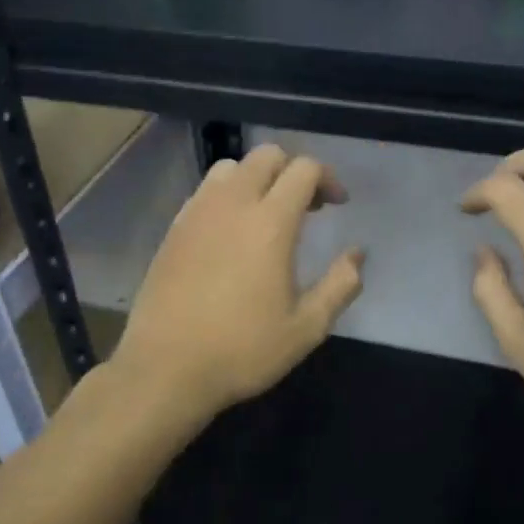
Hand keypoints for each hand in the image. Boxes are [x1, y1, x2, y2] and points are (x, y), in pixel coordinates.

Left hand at [111, 143, 363, 422]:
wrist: (166, 368)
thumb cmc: (242, 350)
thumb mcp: (306, 327)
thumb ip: (340, 285)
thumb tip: (357, 255)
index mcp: (270, 222)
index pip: (303, 169)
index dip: (327, 178)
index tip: (338, 205)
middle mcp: (232, 204)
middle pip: (267, 155)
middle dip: (293, 170)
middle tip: (307, 206)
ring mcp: (197, 213)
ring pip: (232, 167)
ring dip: (257, 179)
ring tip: (267, 214)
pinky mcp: (174, 228)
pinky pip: (205, 191)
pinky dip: (227, 195)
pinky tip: (231, 233)